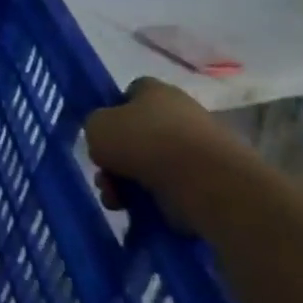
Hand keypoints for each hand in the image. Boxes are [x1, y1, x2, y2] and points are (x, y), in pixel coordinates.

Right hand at [84, 76, 253, 232]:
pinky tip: (137, 210)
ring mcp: (196, 149)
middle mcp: (179, 114)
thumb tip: (107, 139)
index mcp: (156, 91)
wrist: (202, 181)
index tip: (101, 135)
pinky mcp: (207, 180)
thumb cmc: (144, 142)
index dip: (111, 113)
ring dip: (126, 184)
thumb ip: (95, 126)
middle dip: (115, 159)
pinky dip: (151, 200)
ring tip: (117, 201)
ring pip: (149, 166)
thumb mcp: (97, 126)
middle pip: (136, 135)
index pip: (129, 94)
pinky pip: (168, 188)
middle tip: (104, 177)